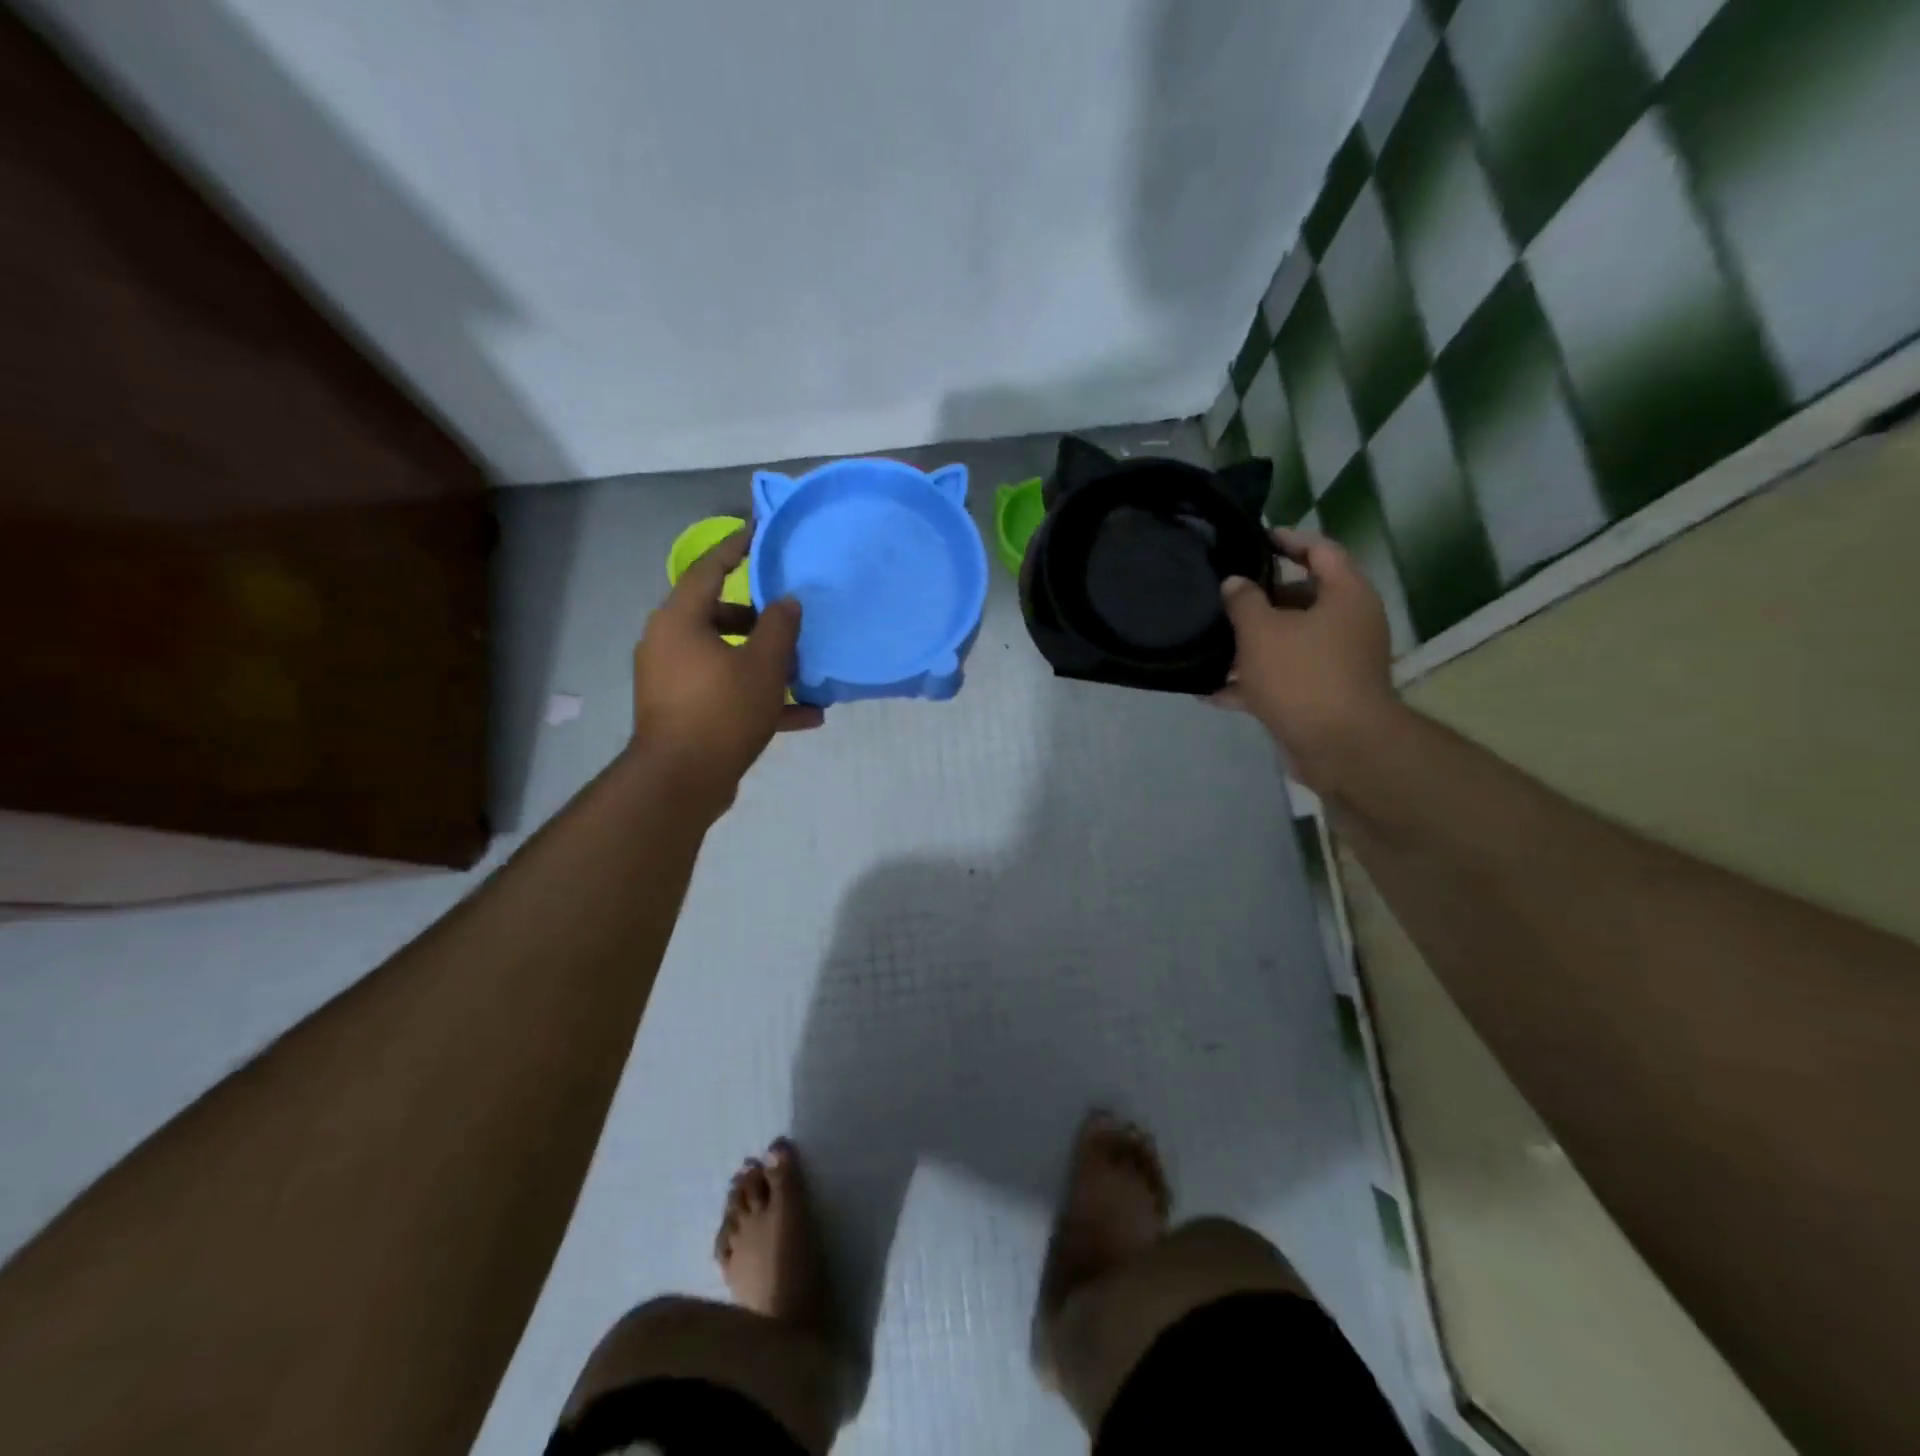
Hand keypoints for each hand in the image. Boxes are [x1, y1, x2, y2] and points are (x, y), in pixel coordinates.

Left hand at [630, 529, 822, 809]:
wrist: (681, 781)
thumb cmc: (721, 710)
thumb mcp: (763, 665)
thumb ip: (780, 626)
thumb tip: (787, 600)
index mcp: (680, 620)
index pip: (709, 568)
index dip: (737, 548)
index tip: (760, 532)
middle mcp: (669, 643)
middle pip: (719, 616)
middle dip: (761, 620)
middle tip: (792, 620)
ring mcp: (673, 679)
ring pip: (726, 657)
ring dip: (765, 664)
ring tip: (805, 673)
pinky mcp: (683, 711)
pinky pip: (725, 692)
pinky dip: (758, 697)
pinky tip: (805, 716)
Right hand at [1214, 528, 1399, 791]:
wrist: (1339, 747)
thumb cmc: (1303, 675)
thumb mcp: (1262, 631)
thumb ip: (1243, 601)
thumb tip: (1235, 583)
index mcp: (1345, 595)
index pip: (1320, 549)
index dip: (1287, 539)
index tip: (1253, 539)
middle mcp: (1347, 623)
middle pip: (1301, 598)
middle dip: (1259, 599)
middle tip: (1222, 595)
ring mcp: (1336, 662)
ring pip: (1288, 641)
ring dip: (1251, 644)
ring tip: (1210, 643)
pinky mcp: (1320, 695)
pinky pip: (1282, 678)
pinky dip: (1252, 683)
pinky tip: (1211, 691)